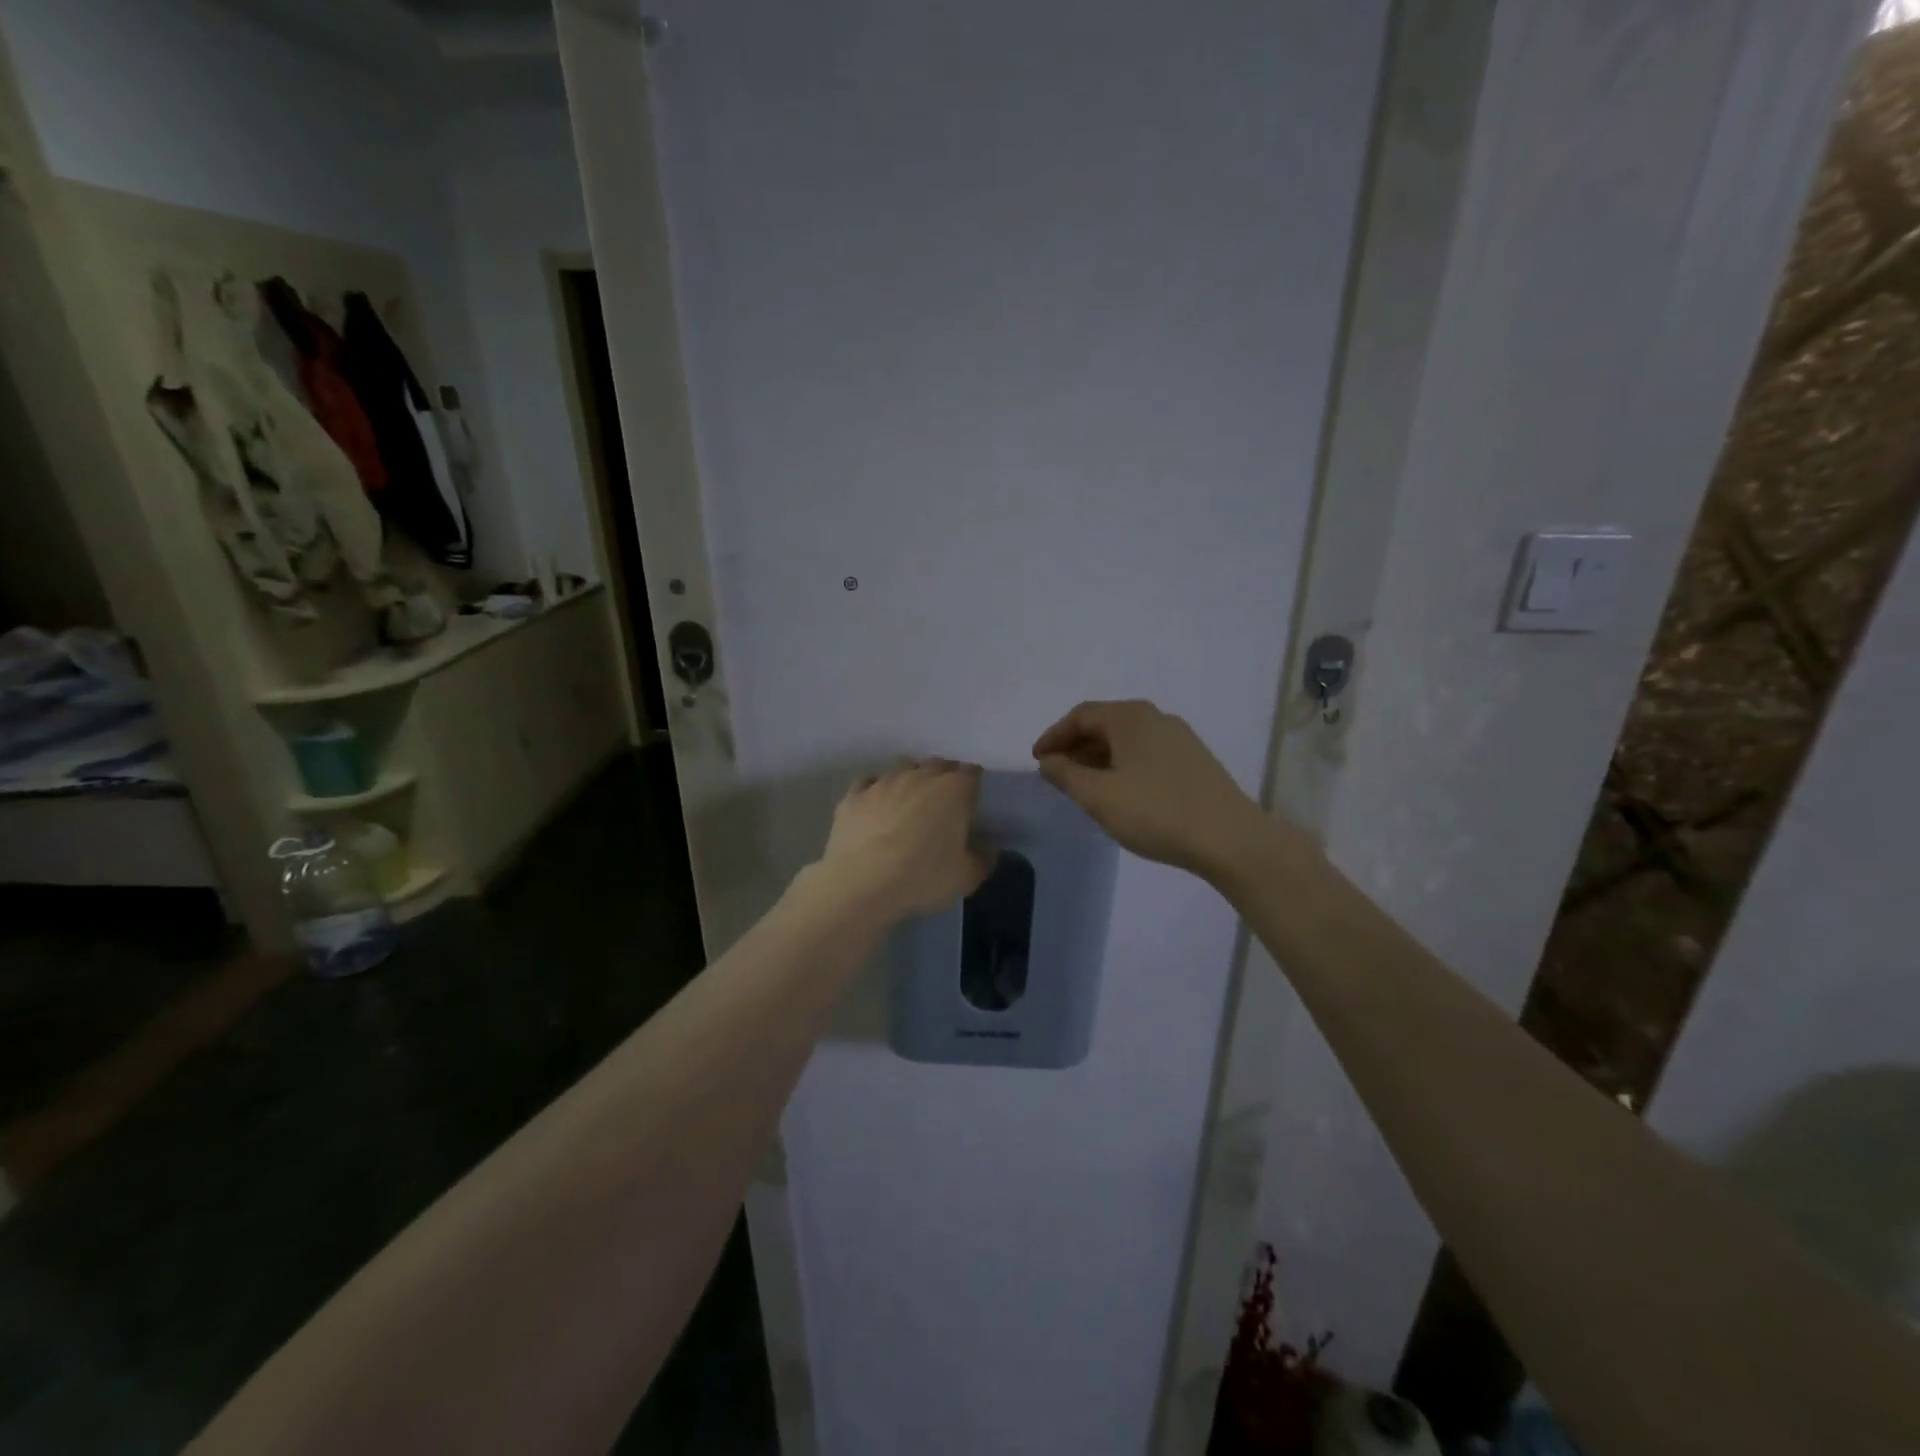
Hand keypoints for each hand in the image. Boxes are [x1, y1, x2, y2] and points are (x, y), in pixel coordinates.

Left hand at [815, 759, 994, 922]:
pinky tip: (876, 804)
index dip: (973, 785)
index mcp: (954, 791)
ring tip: (911, 799)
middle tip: (945, 802)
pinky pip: (869, 782)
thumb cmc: (922, 877)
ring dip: (911, 777)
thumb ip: (984, 860)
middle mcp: (920, 776)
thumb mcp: (966, 878)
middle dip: (944, 777)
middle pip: (938, 765)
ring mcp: (884, 782)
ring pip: (903, 767)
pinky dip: (876, 788)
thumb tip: (990, 851)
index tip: (972, 802)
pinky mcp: (854, 794)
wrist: (861, 884)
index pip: (972, 773)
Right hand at [1033, 700, 1267, 880]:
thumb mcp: (1099, 796)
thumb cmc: (1156, 812)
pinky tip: (1121, 794)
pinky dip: (1123, 766)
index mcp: (1130, 717)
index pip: (1081, 715)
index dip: (1054, 736)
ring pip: (1127, 741)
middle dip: (1076, 747)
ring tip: (1084, 787)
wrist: (1229, 839)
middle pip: (1105, 724)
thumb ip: (1066, 775)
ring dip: (1099, 758)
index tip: (1037, 760)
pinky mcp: (1194, 761)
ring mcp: (1180, 739)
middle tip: (1057, 774)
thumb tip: (1048, 761)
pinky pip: (1146, 754)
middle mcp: (1156, 718)